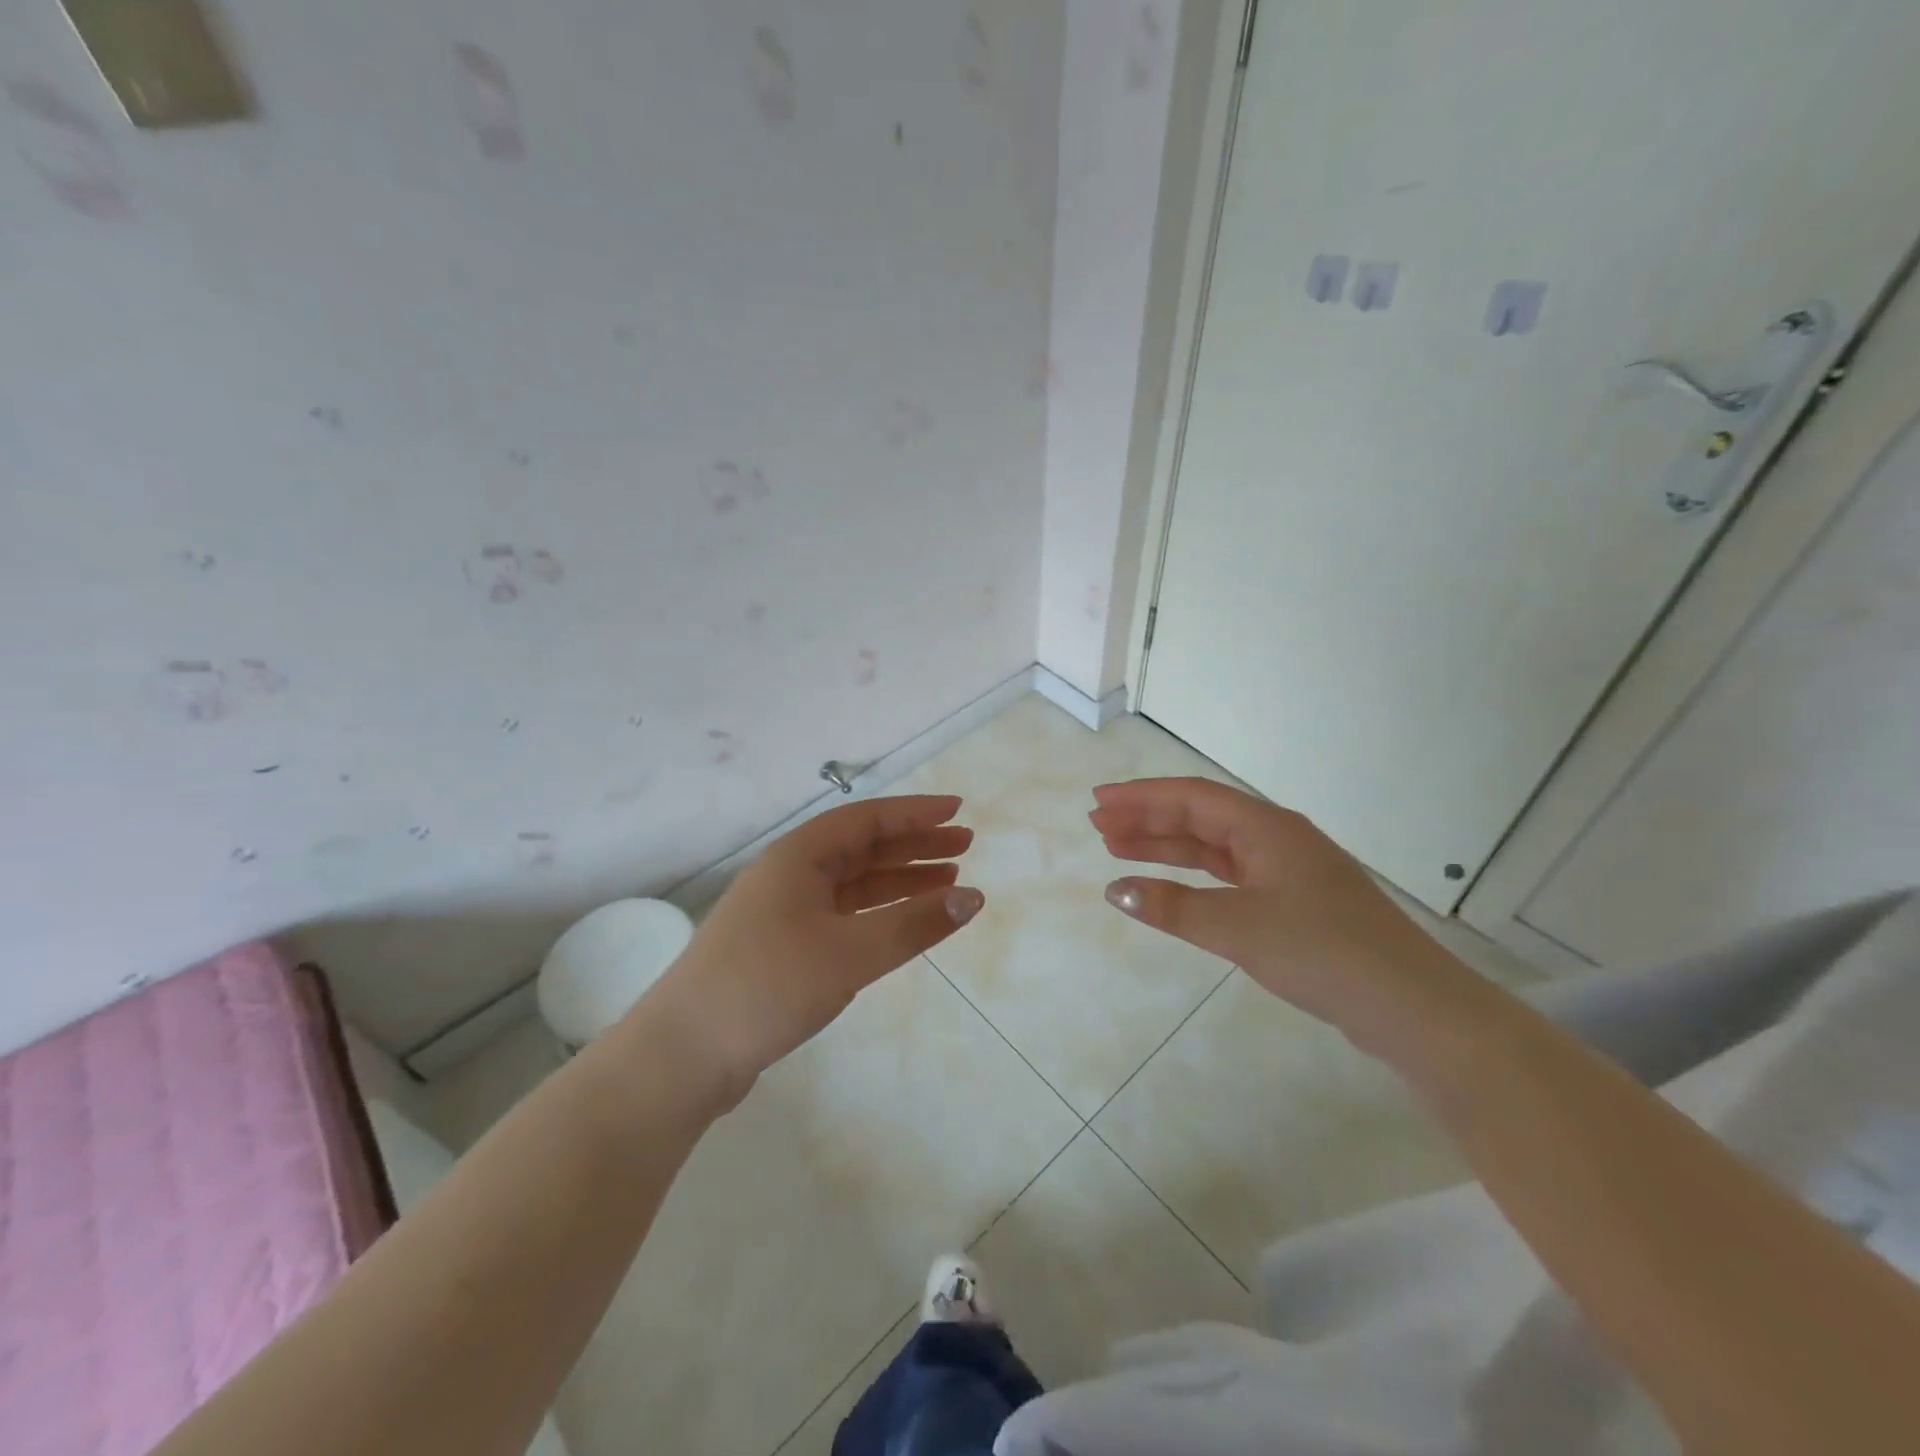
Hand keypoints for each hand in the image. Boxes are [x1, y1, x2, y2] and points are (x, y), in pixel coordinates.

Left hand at [639, 795, 982, 1105]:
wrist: (683, 1055)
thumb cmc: (767, 986)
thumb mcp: (848, 953)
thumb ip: (913, 924)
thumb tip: (973, 898)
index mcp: (798, 857)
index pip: (867, 819)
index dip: (915, 813)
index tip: (958, 811)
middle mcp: (791, 875)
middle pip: (862, 848)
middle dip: (914, 845)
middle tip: (964, 846)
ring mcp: (784, 912)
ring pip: (854, 883)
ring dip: (900, 880)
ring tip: (948, 881)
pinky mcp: (784, 947)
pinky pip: (843, 915)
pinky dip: (878, 914)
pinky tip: (903, 921)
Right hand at [1091, 777, 1489, 1059]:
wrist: (1412, 1007)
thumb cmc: (1324, 953)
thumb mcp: (1239, 928)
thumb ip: (1174, 907)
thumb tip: (1116, 890)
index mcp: (1267, 828)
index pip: (1192, 798)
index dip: (1141, 797)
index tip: (1099, 802)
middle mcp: (1277, 839)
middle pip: (1201, 817)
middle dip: (1148, 819)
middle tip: (1099, 826)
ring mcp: (1288, 871)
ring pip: (1214, 847)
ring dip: (1167, 846)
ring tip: (1118, 850)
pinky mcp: (1294, 903)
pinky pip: (1230, 876)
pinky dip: (1194, 877)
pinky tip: (1171, 887)